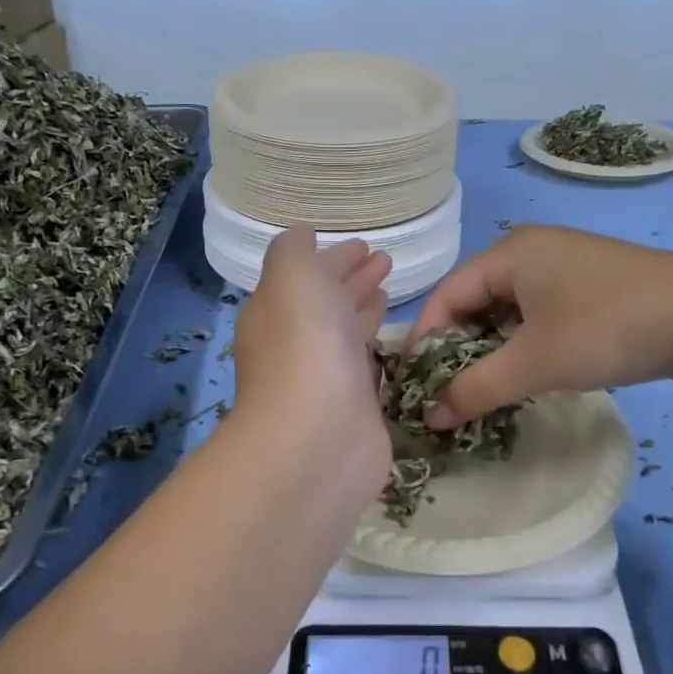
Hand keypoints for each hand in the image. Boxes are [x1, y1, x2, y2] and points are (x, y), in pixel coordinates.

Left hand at [232, 230, 392, 478]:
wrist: (318, 436)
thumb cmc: (304, 345)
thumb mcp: (291, 276)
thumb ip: (294, 251)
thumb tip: (304, 237)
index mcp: (276, 310)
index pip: (306, 276)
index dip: (333, 258)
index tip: (365, 246)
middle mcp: (296, 343)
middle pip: (326, 303)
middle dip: (352, 280)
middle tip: (385, 261)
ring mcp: (325, 378)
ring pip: (346, 333)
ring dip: (364, 309)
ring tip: (390, 290)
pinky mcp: (354, 408)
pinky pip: (366, 367)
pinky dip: (377, 348)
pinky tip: (396, 339)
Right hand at [410, 225, 672, 426]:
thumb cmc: (609, 328)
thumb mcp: (535, 362)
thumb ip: (476, 388)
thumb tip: (431, 417)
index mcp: (510, 253)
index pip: (447, 295)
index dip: (424, 341)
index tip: (415, 388)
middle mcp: (532, 252)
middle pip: (475, 303)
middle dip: (457, 350)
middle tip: (447, 397)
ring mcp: (565, 269)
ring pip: (508, 314)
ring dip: (491, 353)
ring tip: (482, 394)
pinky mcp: (591, 291)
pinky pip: (539, 318)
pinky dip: (523, 347)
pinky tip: (524, 378)